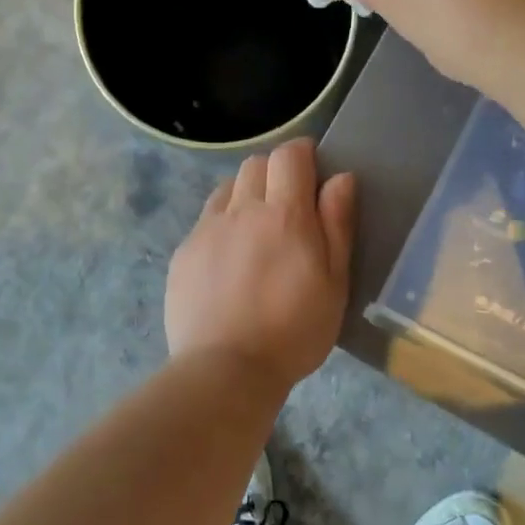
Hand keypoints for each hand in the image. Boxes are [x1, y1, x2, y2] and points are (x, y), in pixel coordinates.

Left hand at [166, 139, 355, 391]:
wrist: (226, 370)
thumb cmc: (294, 330)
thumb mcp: (334, 282)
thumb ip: (337, 224)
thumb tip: (340, 178)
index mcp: (284, 214)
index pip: (289, 155)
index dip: (302, 154)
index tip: (312, 174)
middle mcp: (241, 210)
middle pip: (255, 164)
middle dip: (274, 172)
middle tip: (289, 206)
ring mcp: (206, 230)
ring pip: (227, 188)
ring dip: (245, 194)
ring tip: (257, 229)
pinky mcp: (184, 253)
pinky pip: (205, 219)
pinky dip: (222, 223)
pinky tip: (229, 258)